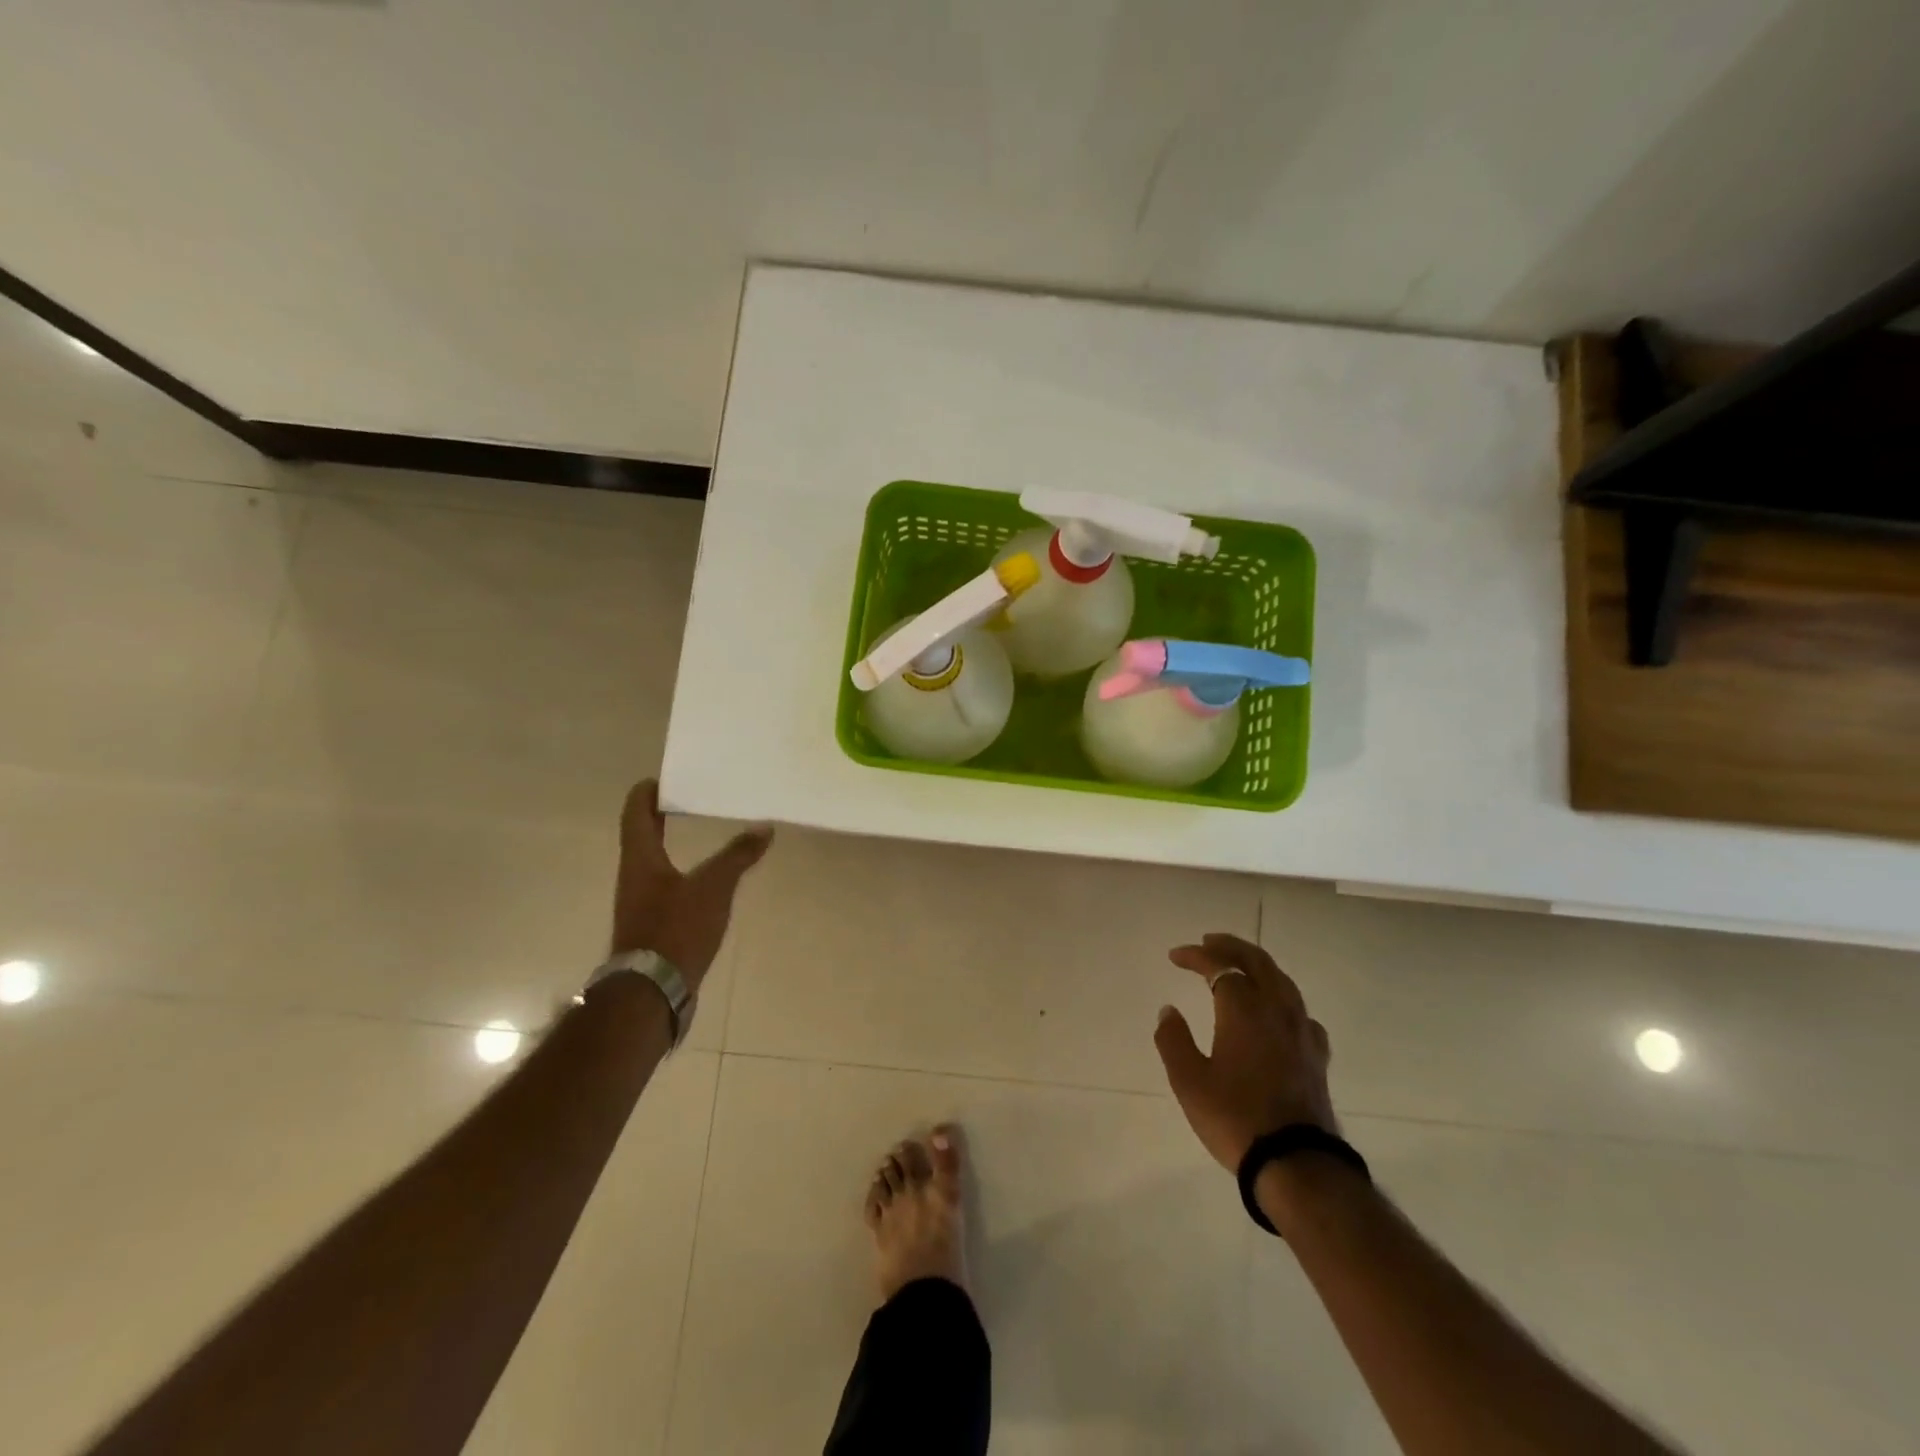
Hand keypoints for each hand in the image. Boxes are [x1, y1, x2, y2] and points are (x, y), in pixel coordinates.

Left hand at [611, 780, 772, 988]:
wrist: (652, 990)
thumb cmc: (676, 928)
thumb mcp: (713, 887)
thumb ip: (738, 855)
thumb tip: (765, 827)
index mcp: (640, 858)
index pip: (636, 812)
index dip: (647, 792)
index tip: (666, 777)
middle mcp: (633, 875)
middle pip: (642, 835)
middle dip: (662, 815)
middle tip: (691, 799)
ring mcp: (639, 902)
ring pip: (652, 861)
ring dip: (671, 843)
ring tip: (701, 833)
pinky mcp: (650, 924)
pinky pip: (663, 885)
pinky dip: (680, 871)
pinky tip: (704, 880)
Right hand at [1154, 932, 1336, 1171]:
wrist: (1296, 1164)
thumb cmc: (1235, 1118)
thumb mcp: (1189, 1081)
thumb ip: (1174, 1040)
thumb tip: (1168, 1011)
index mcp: (1243, 1009)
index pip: (1219, 966)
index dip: (1196, 956)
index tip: (1175, 956)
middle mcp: (1276, 1010)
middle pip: (1256, 962)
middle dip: (1230, 947)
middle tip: (1208, 942)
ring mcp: (1301, 1031)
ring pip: (1282, 981)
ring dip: (1257, 965)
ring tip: (1240, 965)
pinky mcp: (1316, 1054)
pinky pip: (1299, 1010)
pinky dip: (1281, 996)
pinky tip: (1277, 1010)